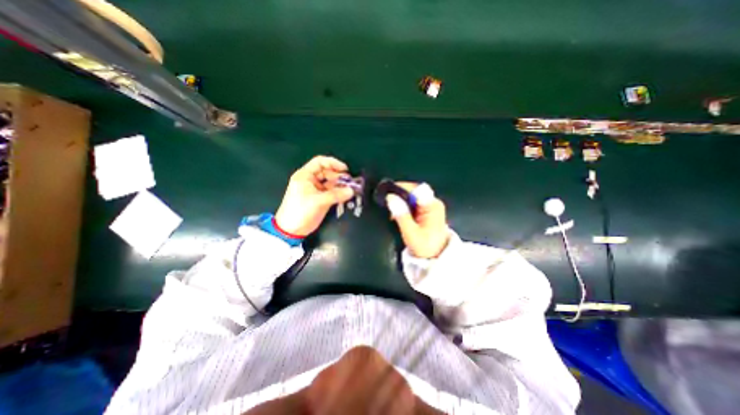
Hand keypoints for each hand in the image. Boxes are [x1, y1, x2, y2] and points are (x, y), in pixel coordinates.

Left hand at [274, 156, 354, 236]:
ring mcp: (316, 190)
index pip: (320, 162)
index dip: (333, 163)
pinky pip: (332, 192)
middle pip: (328, 173)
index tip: (345, 169)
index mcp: (305, 176)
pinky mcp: (320, 199)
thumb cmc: (300, 211)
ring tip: (349, 190)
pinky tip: (346, 196)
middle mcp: (311, 181)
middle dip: (339, 176)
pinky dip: (339, 193)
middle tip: (350, 182)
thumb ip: (336, 195)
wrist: (292, 230)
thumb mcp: (318, 201)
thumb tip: (351, 190)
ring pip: (331, 183)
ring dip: (340, 186)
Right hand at [388, 181, 450, 257]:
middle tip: (388, 203)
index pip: (416, 189)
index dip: (401, 188)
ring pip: (413, 196)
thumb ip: (401, 215)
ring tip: (392, 211)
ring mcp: (431, 205)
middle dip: (400, 195)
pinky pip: (414, 202)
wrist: (436, 256)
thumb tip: (390, 198)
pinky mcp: (427, 210)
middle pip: (414, 190)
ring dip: (401, 201)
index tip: (388, 193)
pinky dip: (405, 206)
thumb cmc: (424, 246)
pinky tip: (399, 214)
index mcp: (432, 206)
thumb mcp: (410, 232)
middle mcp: (433, 202)